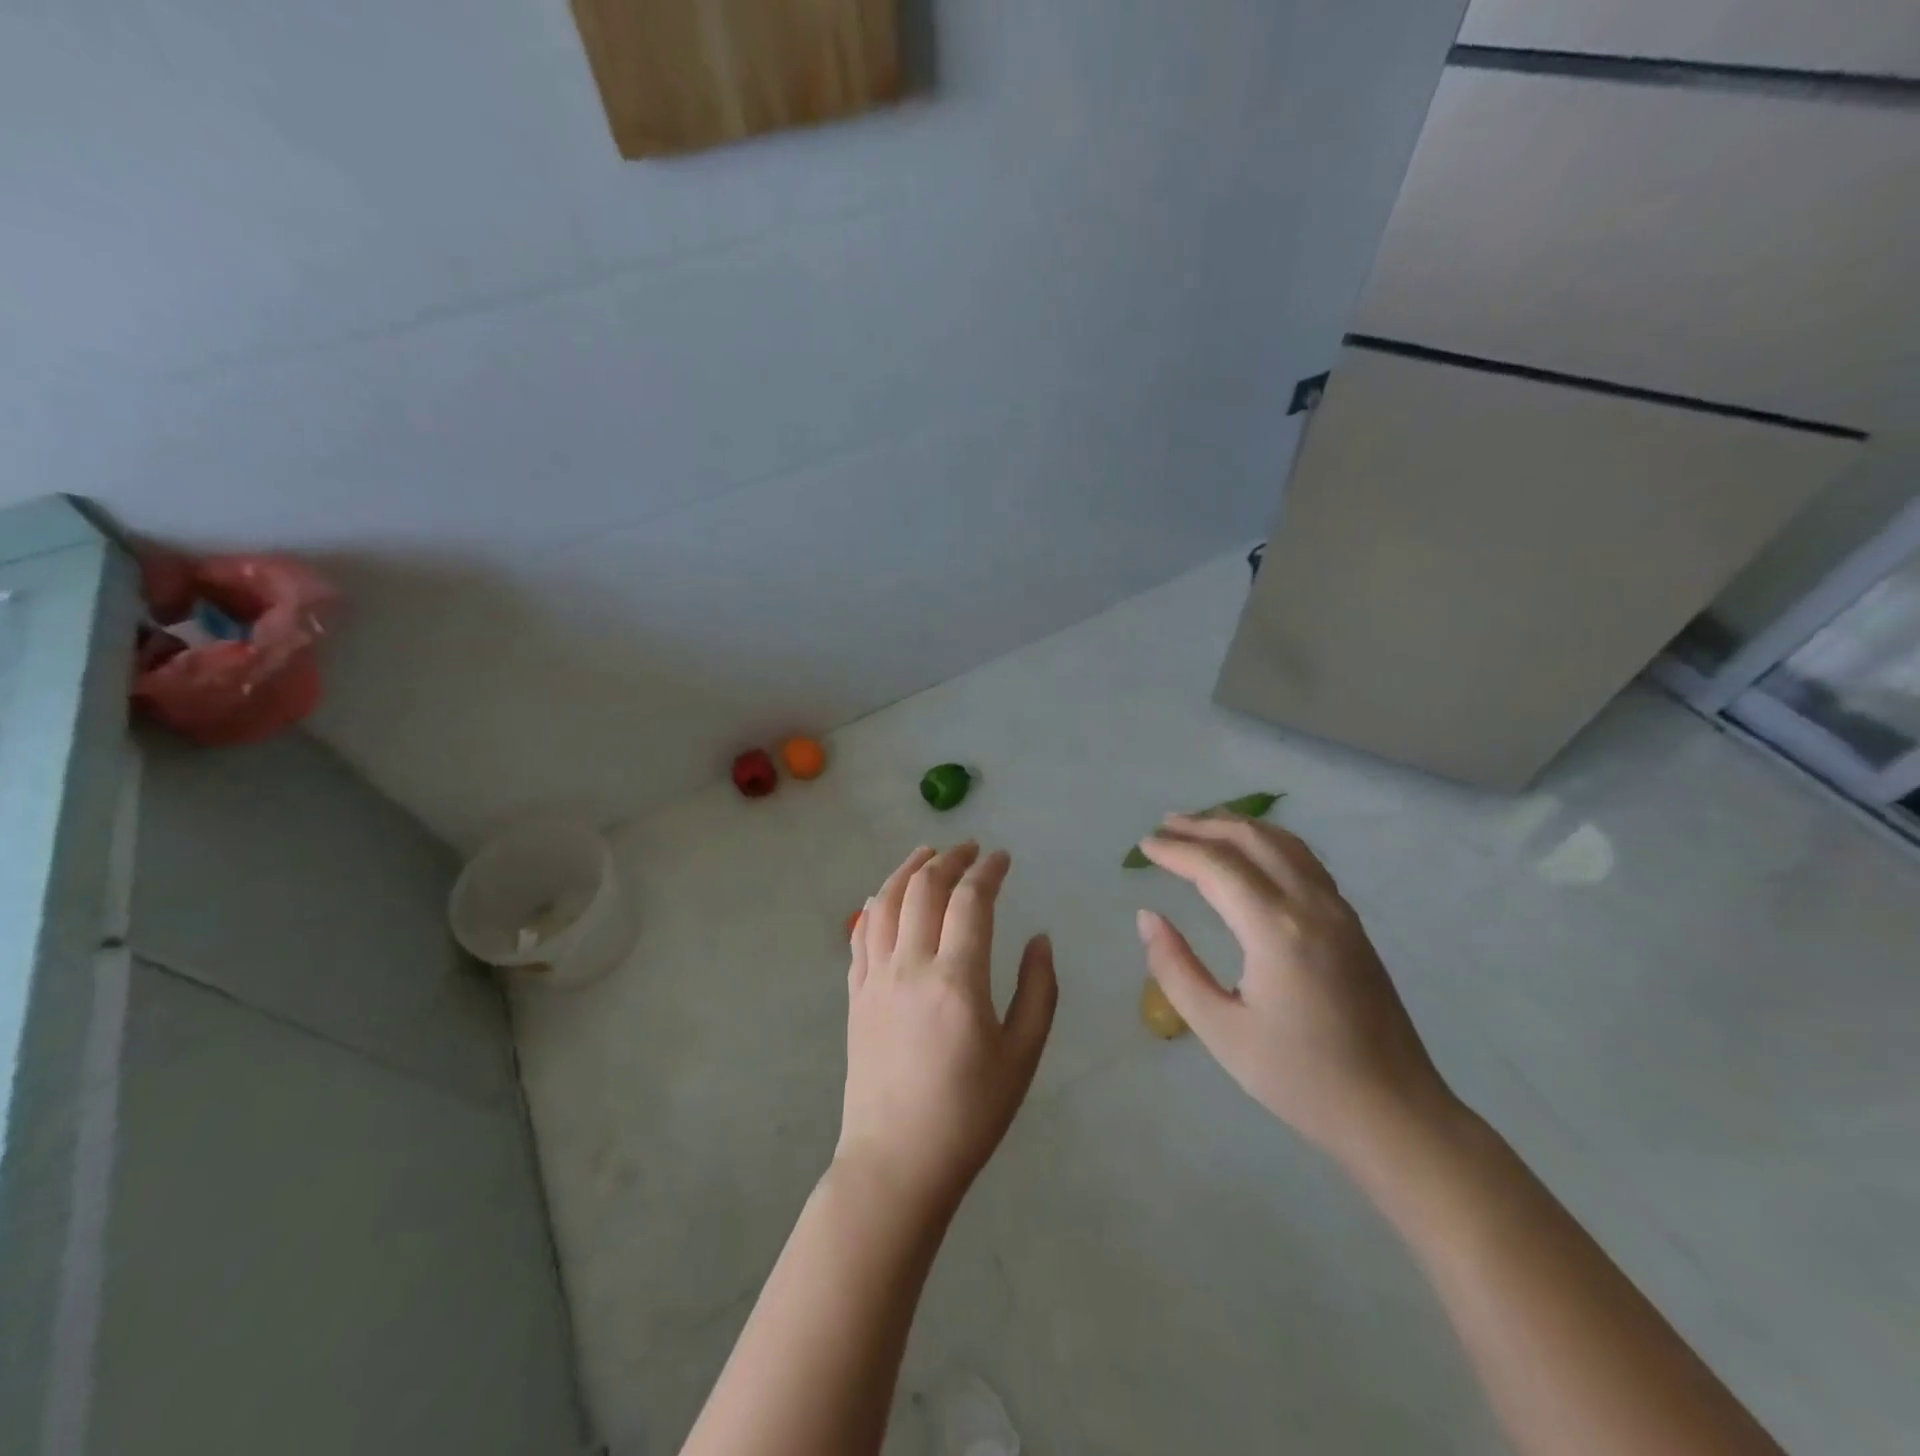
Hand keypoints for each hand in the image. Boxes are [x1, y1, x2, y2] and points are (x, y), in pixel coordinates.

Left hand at [836, 843, 1057, 1220]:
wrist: (897, 1163)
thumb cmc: (969, 1114)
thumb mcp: (1022, 1057)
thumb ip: (1038, 991)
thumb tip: (1040, 939)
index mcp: (957, 979)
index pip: (971, 901)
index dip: (988, 870)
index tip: (1003, 858)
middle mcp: (910, 966)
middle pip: (924, 889)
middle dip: (949, 859)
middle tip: (970, 849)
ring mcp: (876, 978)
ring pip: (884, 902)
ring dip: (907, 870)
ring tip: (927, 854)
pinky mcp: (856, 995)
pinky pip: (861, 934)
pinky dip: (875, 904)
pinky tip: (884, 898)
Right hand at [1136, 814, 1457, 1170]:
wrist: (1394, 1113)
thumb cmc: (1299, 1079)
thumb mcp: (1221, 1032)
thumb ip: (1175, 969)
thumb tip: (1147, 917)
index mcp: (1276, 930)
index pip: (1216, 867)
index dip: (1176, 851)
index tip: (1143, 846)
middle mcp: (1310, 905)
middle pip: (1251, 840)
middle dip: (1204, 825)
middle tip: (1165, 825)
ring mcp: (1337, 910)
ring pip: (1283, 842)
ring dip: (1238, 826)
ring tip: (1201, 826)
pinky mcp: (1351, 923)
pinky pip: (1304, 860)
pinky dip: (1268, 841)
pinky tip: (1252, 852)